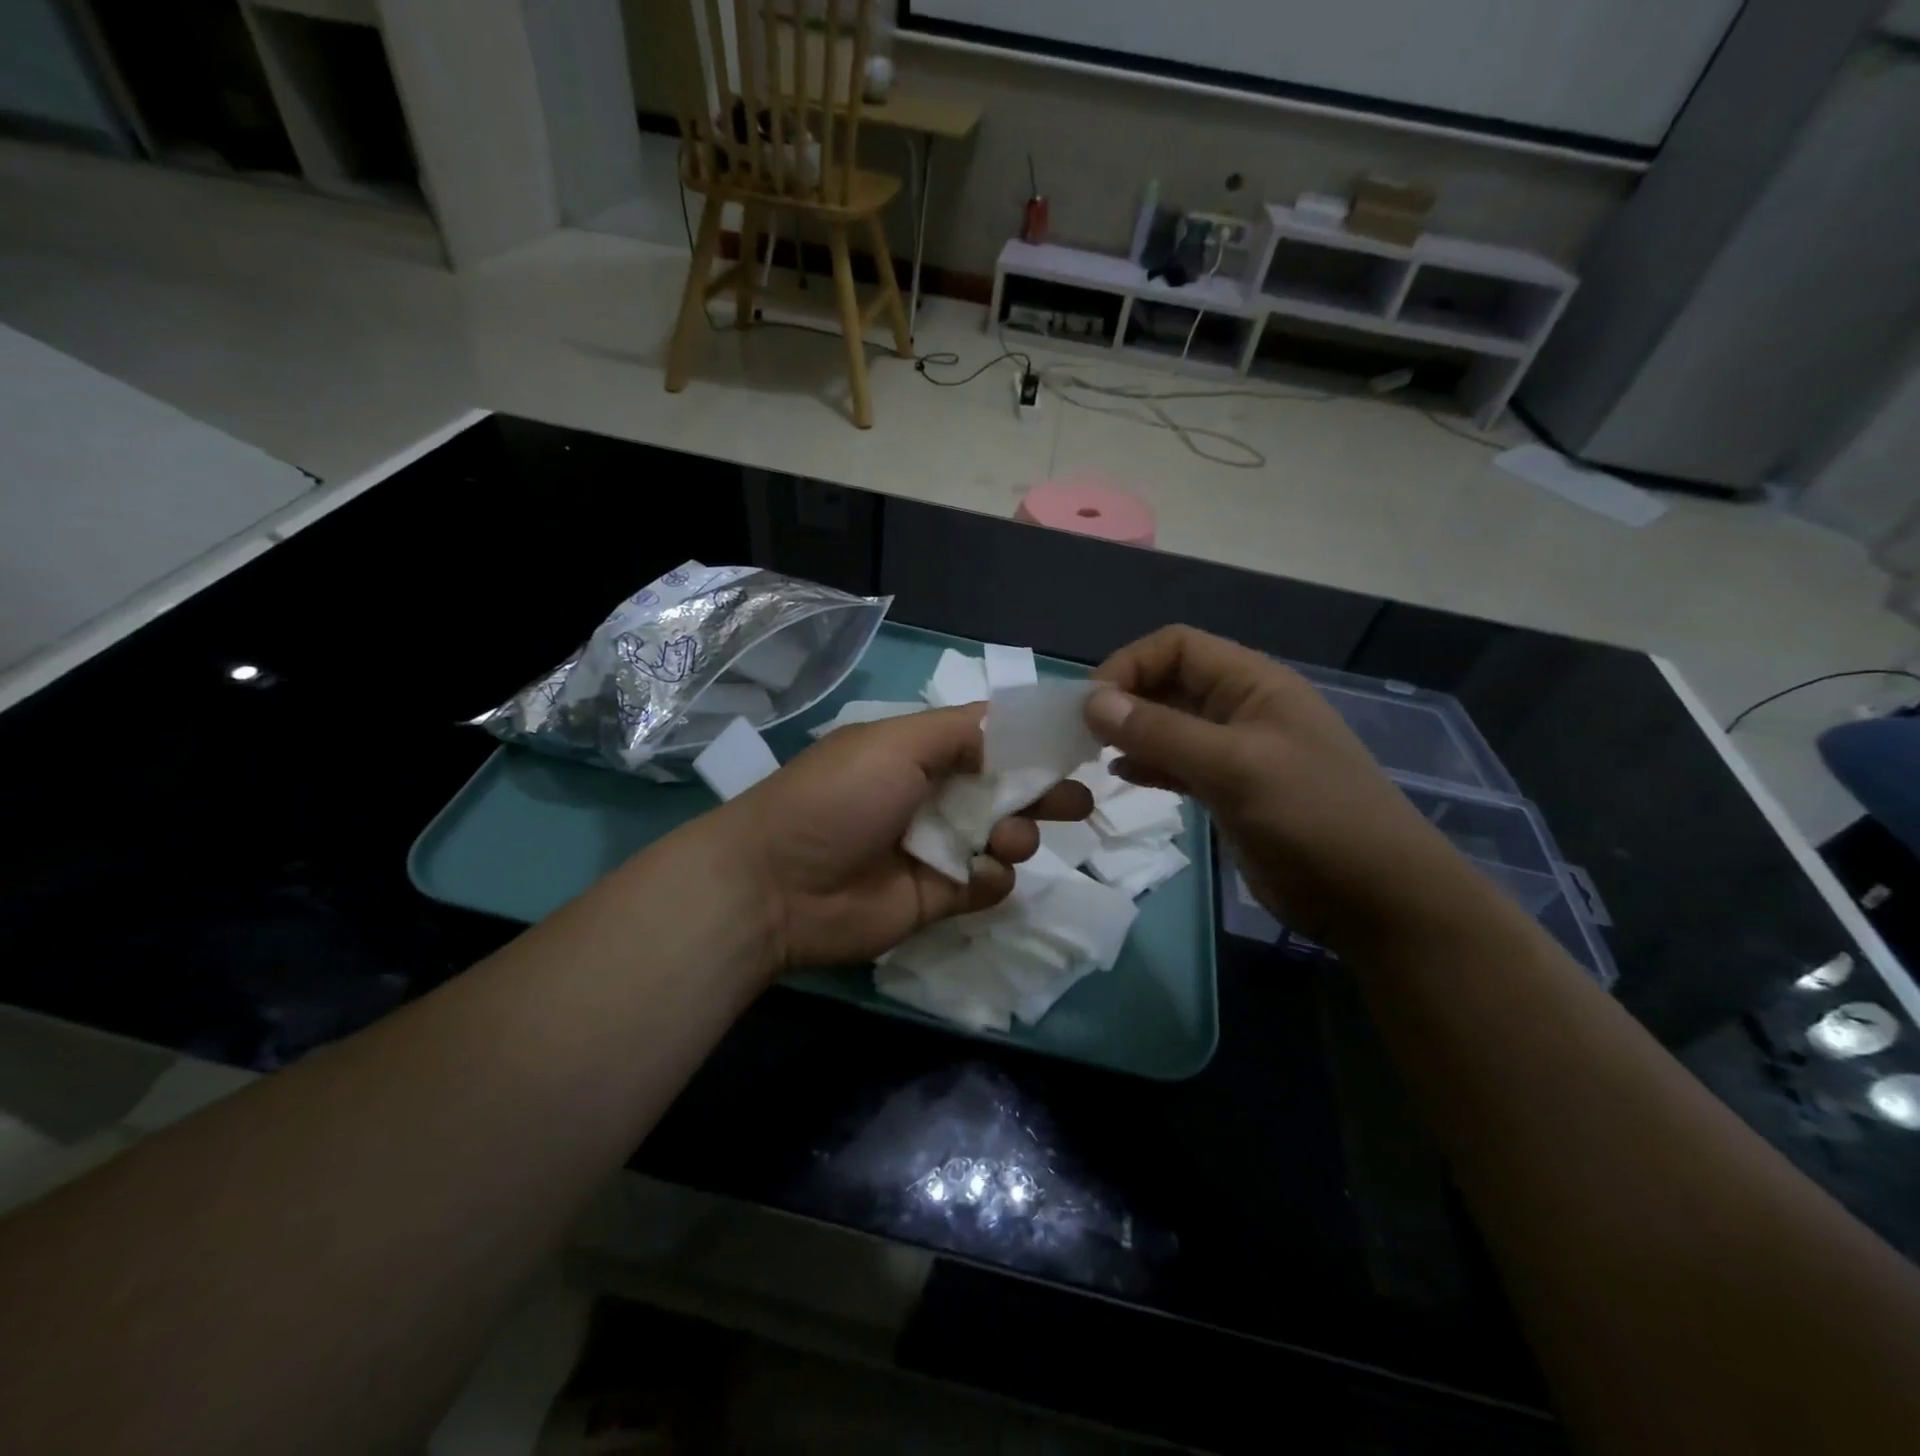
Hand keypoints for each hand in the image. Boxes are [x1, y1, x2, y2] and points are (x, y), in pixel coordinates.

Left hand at [714, 706, 1092, 971]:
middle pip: (1004, 790)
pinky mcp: (936, 898)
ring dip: (1018, 834)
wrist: (777, 885)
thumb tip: (1013, 725)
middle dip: (1043, 792)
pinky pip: (985, 885)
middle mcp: (932, 797)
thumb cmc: (839, 797)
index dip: (1030, 742)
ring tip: (1009, 837)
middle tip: (1080, 799)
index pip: (988, 741)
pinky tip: (981, 873)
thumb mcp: (898, 742)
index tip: (1076, 743)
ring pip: (1002, 838)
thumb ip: (963, 731)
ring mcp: (935, 849)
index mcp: (919, 753)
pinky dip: (993, 878)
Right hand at [1086, 626, 1481, 945]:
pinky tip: (1122, 777)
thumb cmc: (1311, 817)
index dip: (1129, 664)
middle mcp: (1242, 709)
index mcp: (1253, 684)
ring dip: (1132, 733)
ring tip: (1092, 753)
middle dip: (1125, 700)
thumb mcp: (1234, 767)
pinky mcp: (1232, 791)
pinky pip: (1179, 764)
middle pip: (1170, 683)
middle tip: (1082, 734)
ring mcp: (1238, 752)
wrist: (1376, 899)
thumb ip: (1161, 732)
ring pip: (1171, 725)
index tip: (1089, 705)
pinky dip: (1149, 765)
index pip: (1177, 647)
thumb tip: (1091, 701)